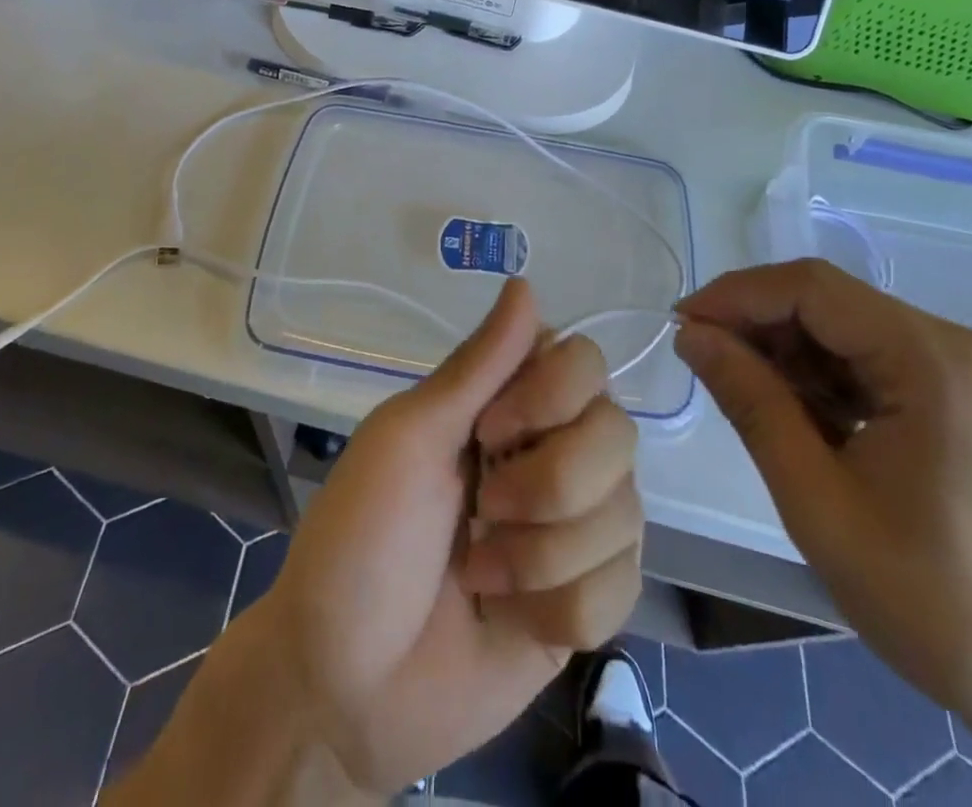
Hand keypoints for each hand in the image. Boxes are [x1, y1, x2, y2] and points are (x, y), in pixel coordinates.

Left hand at [265, 277, 642, 791]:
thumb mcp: (408, 437)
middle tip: (482, 510)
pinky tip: (510, 616)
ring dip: (544, 555)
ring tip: (481, 573)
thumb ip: (478, 365)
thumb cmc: (361, 540)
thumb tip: (527, 282)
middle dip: (550, 485)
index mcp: (505, 405)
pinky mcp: (589, 600)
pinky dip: (561, 607)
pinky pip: (622, 585)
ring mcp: (575, 528)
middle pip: (617, 433)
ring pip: (626, 512)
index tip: (489, 431)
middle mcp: (551, 451)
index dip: (552, 396)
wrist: (346, 688)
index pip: (584, 361)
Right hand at [674, 261, 971, 806]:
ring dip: (789, 354)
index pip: (812, 288)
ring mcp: (966, 370)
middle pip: (831, 302)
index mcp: (933, 360)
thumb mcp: (816, 499)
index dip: (736, 295)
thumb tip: (691, 334)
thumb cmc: (931, 601)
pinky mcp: (964, 396)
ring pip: (847, 329)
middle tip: (704, 363)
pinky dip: (825, 378)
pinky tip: (801, 419)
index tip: (680, 325)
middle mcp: (956, 345)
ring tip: (748, 399)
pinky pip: (874, 360)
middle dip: (759, 325)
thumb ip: (750, 401)